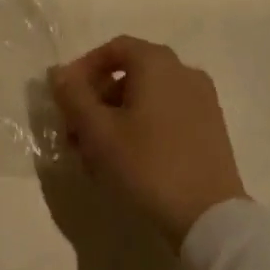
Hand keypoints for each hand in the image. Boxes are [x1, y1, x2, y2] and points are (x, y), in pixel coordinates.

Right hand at [48, 36, 248, 247]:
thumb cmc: (149, 165)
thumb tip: (58, 72)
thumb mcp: (99, 133)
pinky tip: (130, 161)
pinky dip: (145, 126)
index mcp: (157, 61)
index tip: (66, 98)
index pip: (113, 49)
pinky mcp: (212, 128)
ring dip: (119, 116)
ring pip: (149, 97)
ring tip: (99, 154)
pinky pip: (169, 114)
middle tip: (77, 132)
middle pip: (131, 73)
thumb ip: (74, 97)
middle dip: (99, 99)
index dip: (84, 69)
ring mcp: (202, 99)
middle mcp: (182, 69)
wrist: (211, 220)